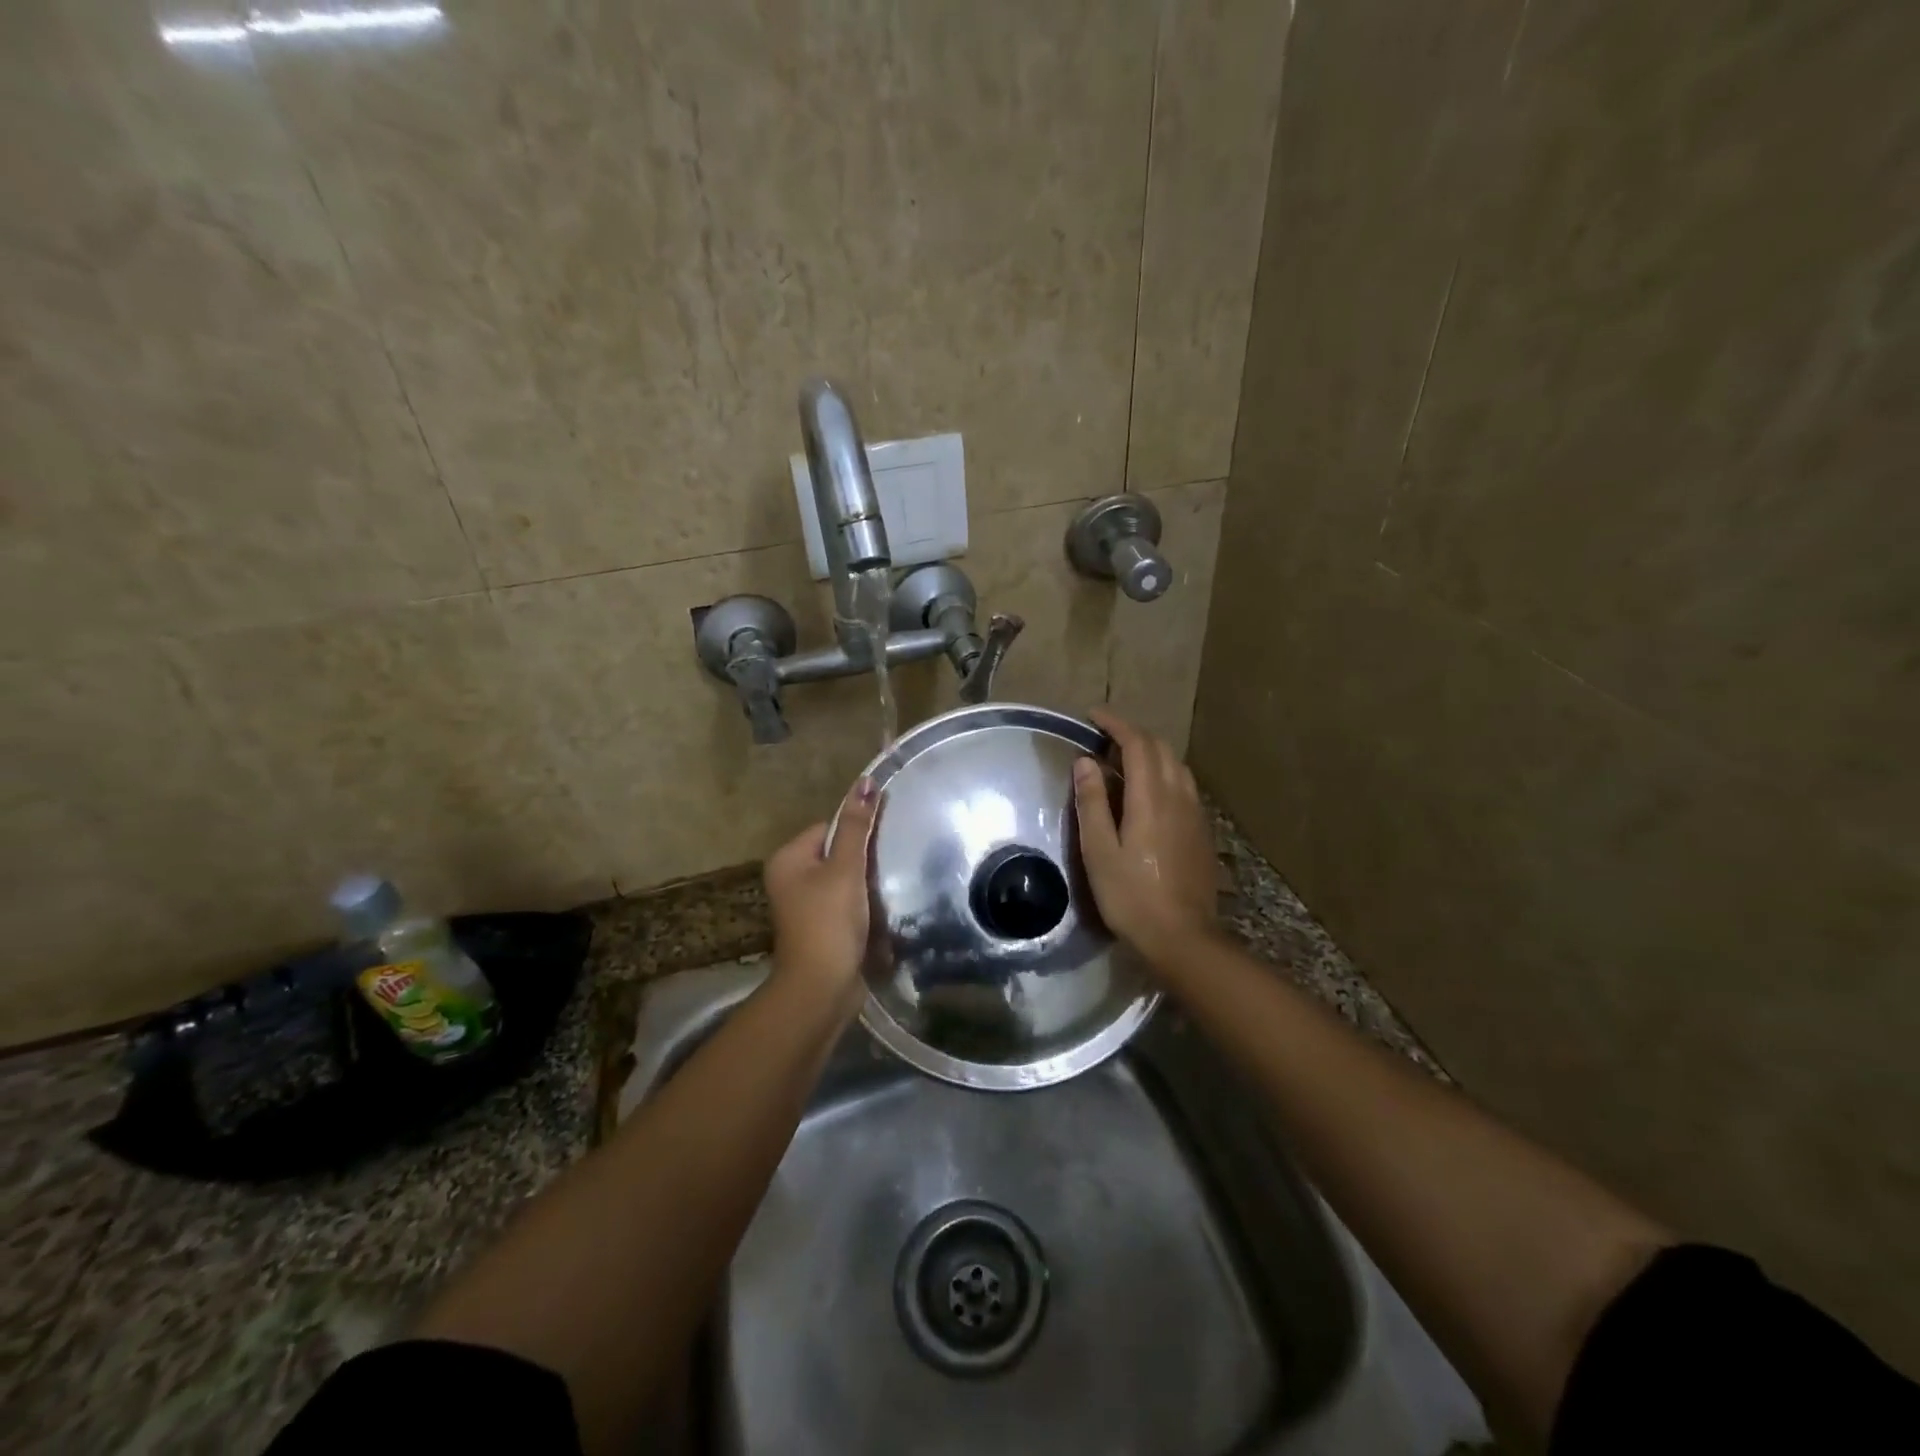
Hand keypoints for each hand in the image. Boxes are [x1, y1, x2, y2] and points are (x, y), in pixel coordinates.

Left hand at [764, 776, 879, 1018]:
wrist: (822, 988)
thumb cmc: (829, 922)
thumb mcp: (846, 869)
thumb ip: (856, 826)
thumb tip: (865, 781)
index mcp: (788, 859)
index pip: (829, 826)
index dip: (857, 832)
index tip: (883, 843)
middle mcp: (791, 878)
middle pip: (837, 852)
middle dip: (864, 859)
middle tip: (891, 865)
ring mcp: (805, 905)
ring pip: (845, 879)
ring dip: (867, 883)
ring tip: (890, 888)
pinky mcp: (822, 927)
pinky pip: (847, 903)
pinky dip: (864, 905)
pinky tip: (882, 910)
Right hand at [1072, 709, 1218, 963]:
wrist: (1183, 937)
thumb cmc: (1131, 896)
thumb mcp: (1099, 851)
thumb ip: (1092, 803)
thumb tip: (1085, 762)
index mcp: (1151, 798)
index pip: (1137, 744)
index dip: (1116, 724)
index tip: (1093, 716)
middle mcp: (1179, 797)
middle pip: (1161, 749)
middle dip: (1133, 735)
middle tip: (1104, 740)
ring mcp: (1195, 814)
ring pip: (1177, 766)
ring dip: (1151, 753)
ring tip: (1124, 762)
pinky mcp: (1202, 831)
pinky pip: (1184, 786)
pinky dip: (1164, 774)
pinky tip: (1149, 794)